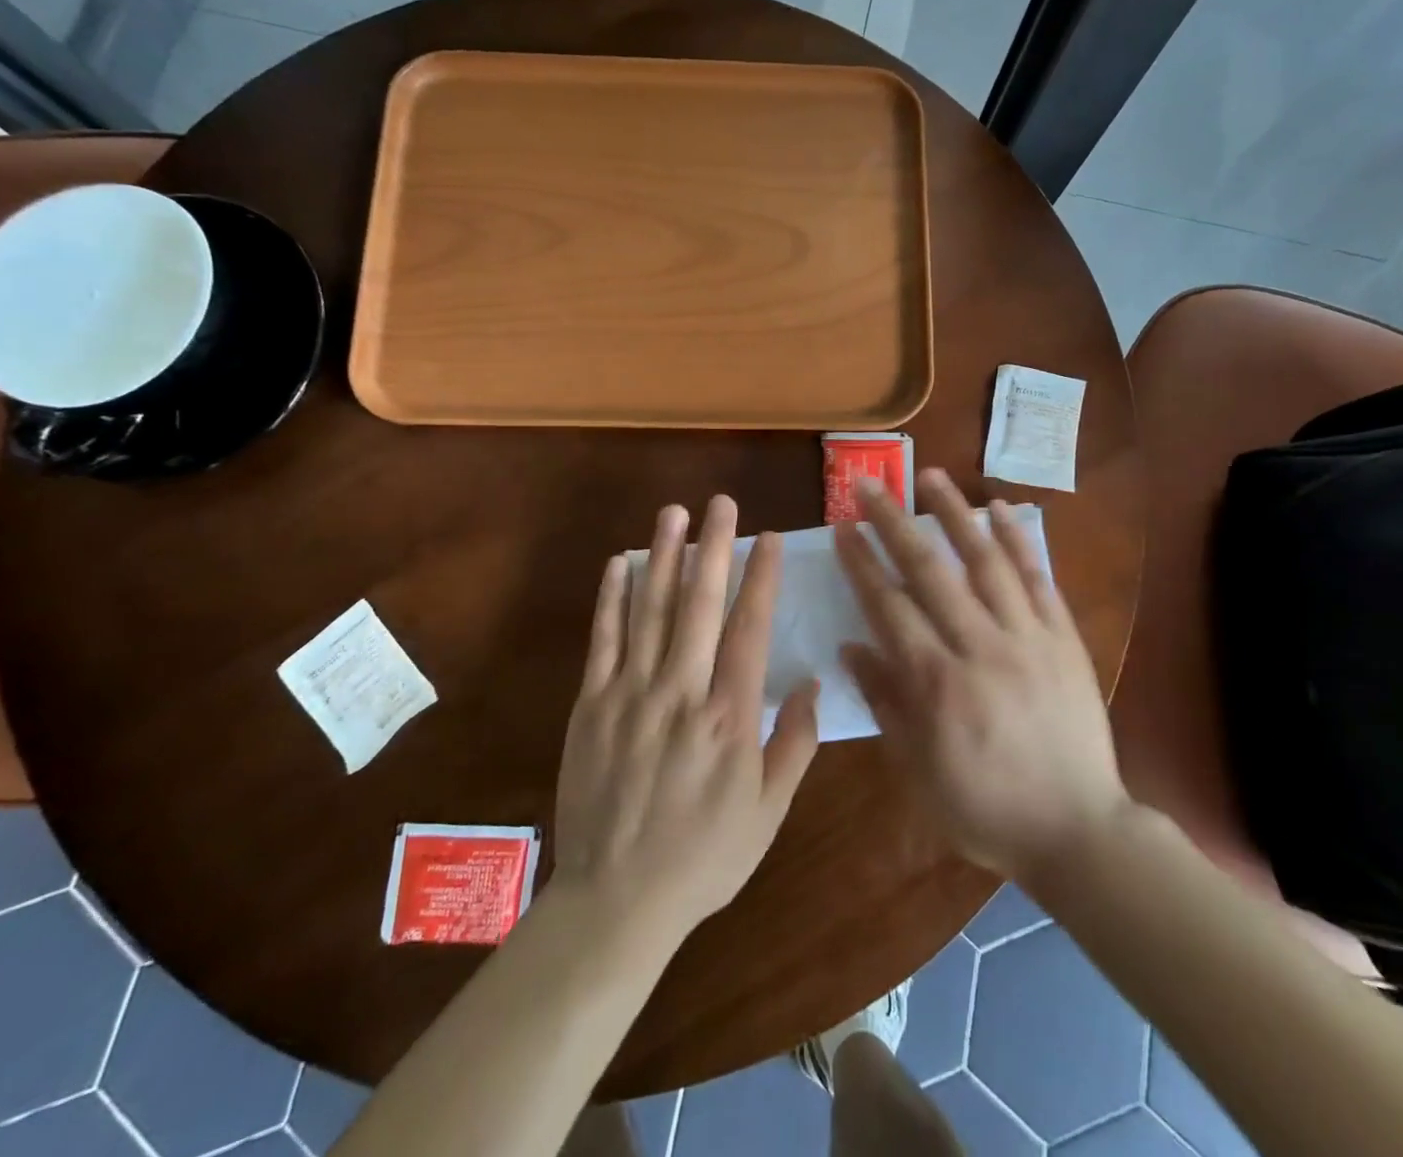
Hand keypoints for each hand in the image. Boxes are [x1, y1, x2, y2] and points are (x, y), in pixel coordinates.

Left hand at [552, 496, 819, 939]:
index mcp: (729, 718)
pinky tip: (618, 563)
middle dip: (712, 547)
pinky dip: (611, 598)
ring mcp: (631, 694)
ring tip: (672, 513)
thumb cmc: (703, 858)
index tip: (767, 538)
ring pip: (650, 610)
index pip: (749, 630)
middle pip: (699, 605)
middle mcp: (681, 693)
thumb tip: (811, 686)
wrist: (616, 900)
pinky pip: (603, 640)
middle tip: (719, 503)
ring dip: (662, 556)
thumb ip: (792, 746)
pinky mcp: (592, 705)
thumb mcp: (768, 814)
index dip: (760, 578)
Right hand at [834, 468, 1128, 882]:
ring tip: (930, 476)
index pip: (888, 605)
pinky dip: (1018, 540)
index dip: (861, 563)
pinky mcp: (1062, 638)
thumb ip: (884, 702)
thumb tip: (851, 647)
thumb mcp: (918, 770)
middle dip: (893, 523)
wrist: (1079, 830)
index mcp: (936, 682)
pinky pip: (1038, 578)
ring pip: (984, 560)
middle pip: (928, 570)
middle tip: (869, 485)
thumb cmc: (986, 808)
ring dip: (954, 514)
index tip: (843, 527)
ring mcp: (1026, 637)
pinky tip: (1000, 508)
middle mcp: (978, 646)